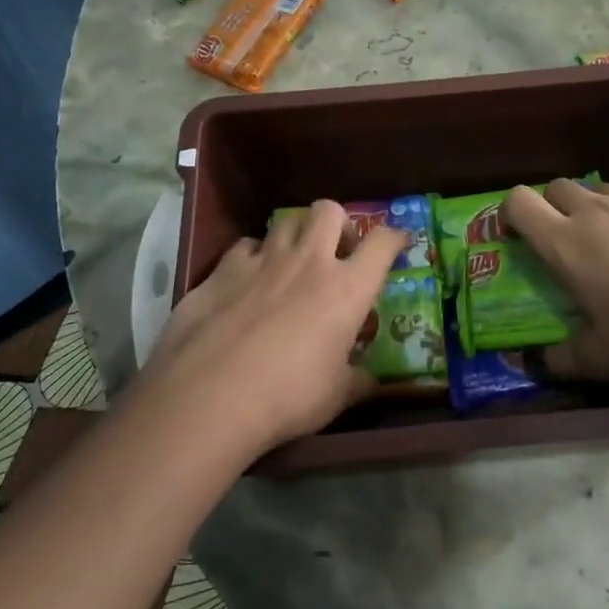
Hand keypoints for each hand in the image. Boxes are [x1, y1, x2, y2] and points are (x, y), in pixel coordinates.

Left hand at [142, 201, 404, 455]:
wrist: (210, 396)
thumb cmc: (288, 396)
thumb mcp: (336, 397)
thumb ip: (358, 381)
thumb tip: (373, 382)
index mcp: (346, 288)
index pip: (382, 243)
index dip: (394, 236)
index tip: (398, 243)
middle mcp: (308, 262)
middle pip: (329, 210)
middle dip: (338, 223)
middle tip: (336, 251)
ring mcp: (262, 260)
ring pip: (286, 220)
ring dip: (295, 235)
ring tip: (292, 262)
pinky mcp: (222, 270)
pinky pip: (245, 246)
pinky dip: (252, 256)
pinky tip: (248, 280)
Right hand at [502, 179, 608, 387]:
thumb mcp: (604, 360)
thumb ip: (562, 359)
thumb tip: (534, 363)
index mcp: (568, 243)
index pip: (519, 201)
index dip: (513, 211)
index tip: (521, 231)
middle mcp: (600, 210)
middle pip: (561, 188)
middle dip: (558, 207)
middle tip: (577, 242)